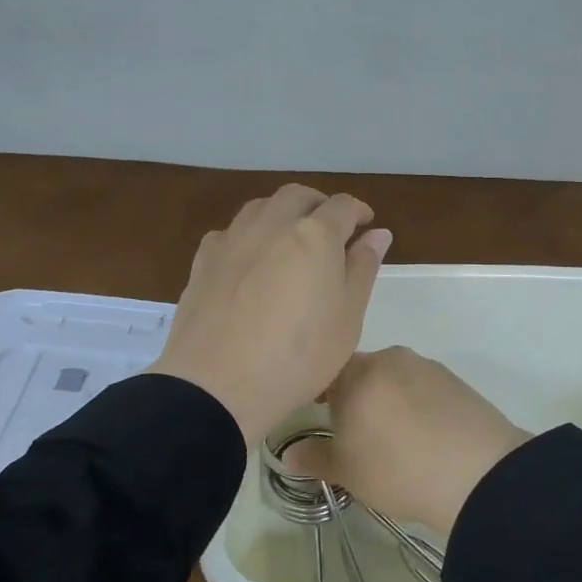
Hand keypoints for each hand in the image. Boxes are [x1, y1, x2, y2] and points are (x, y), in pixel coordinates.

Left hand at [147, 185, 391, 445]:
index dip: (358, 212)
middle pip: (298, 196)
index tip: (367, 225)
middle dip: (318, 205)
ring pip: (261, 207)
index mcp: (314, 235)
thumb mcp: (348, 319)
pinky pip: (230, 232)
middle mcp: (272, 224)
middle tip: (331, 229)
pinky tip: (249, 261)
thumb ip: (362, 269)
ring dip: (282, 213)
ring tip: (290, 240)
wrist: (216, 385)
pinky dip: (248, 236)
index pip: (342, 206)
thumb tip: (377, 233)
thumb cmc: (298, 356)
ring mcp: (233, 239)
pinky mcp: (203, 261)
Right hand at [286, 346, 530, 534]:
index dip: (318, 392)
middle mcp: (389, 358)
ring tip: (394, 438)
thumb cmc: (399, 470)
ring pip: (393, 378)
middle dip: (354, 397)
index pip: (325, 370)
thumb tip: (287, 454)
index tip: (319, 417)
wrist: (479, 473)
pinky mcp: (454, 379)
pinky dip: (416, 403)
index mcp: (356, 374)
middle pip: (360, 371)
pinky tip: (424, 434)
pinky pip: (422, 386)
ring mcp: (425, 365)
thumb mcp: (348, 472)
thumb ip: (314, 458)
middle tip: (356, 434)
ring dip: (387, 399)